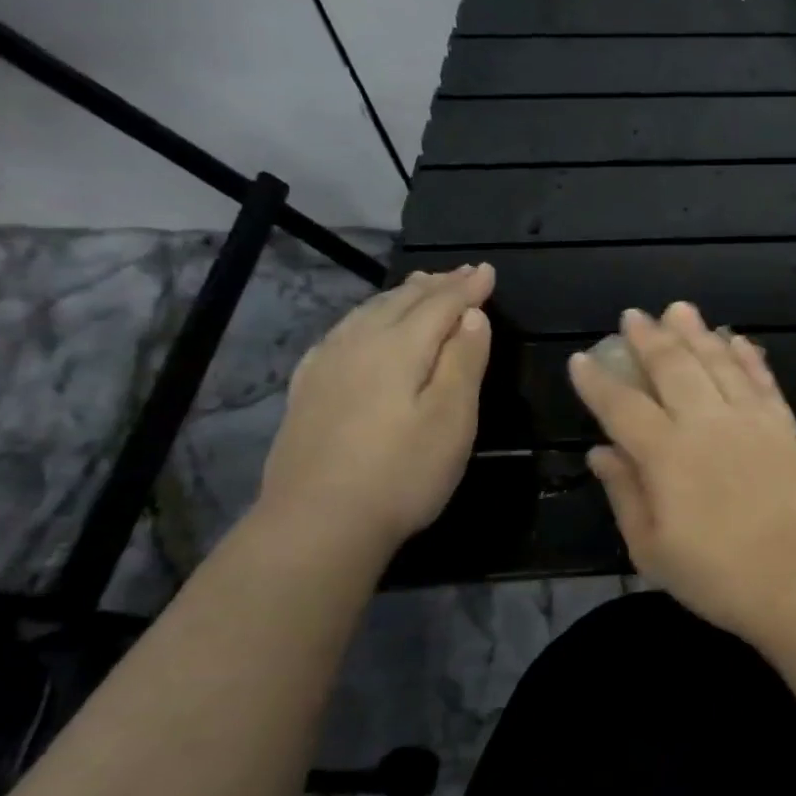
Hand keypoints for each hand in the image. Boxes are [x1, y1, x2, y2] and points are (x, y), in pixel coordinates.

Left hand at [257, 265, 493, 554]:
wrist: (317, 524)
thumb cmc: (402, 472)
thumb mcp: (452, 418)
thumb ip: (463, 362)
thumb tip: (472, 316)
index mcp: (398, 348)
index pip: (439, 305)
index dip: (467, 288)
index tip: (488, 271)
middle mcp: (358, 345)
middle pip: (401, 302)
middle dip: (435, 285)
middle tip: (461, 272)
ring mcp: (326, 367)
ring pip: (368, 313)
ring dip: (400, 296)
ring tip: (420, 285)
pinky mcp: (308, 390)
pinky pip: (342, 333)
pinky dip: (366, 317)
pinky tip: (363, 325)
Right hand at [568, 302, 795, 640]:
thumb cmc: (721, 577)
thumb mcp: (654, 551)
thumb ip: (626, 495)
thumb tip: (600, 452)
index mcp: (666, 454)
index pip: (622, 406)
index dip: (598, 381)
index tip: (581, 358)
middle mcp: (706, 423)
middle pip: (673, 368)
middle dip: (648, 339)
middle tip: (633, 315)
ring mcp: (750, 420)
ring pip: (718, 363)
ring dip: (697, 334)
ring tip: (680, 310)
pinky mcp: (785, 426)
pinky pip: (762, 380)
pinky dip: (748, 357)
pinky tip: (737, 341)